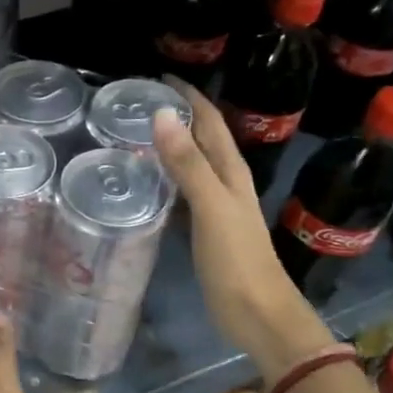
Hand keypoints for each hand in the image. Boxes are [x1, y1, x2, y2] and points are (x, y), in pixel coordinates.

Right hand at [151, 79, 336, 385]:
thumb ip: (188, 165)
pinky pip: (182, 194)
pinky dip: (165, 180)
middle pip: (201, 139)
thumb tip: (161, 115)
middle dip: (176, 116)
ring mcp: (216, 208)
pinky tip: (145, 184)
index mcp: (231, 172)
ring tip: (134, 135)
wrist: (258, 315)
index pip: (209, 122)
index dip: (188, 97)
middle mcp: (226, 183)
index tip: (156, 78)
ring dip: (170, 146)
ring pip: (191, 165)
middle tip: (136, 103)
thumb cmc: (237, 261)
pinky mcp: (204, 231)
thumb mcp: (212, 208)